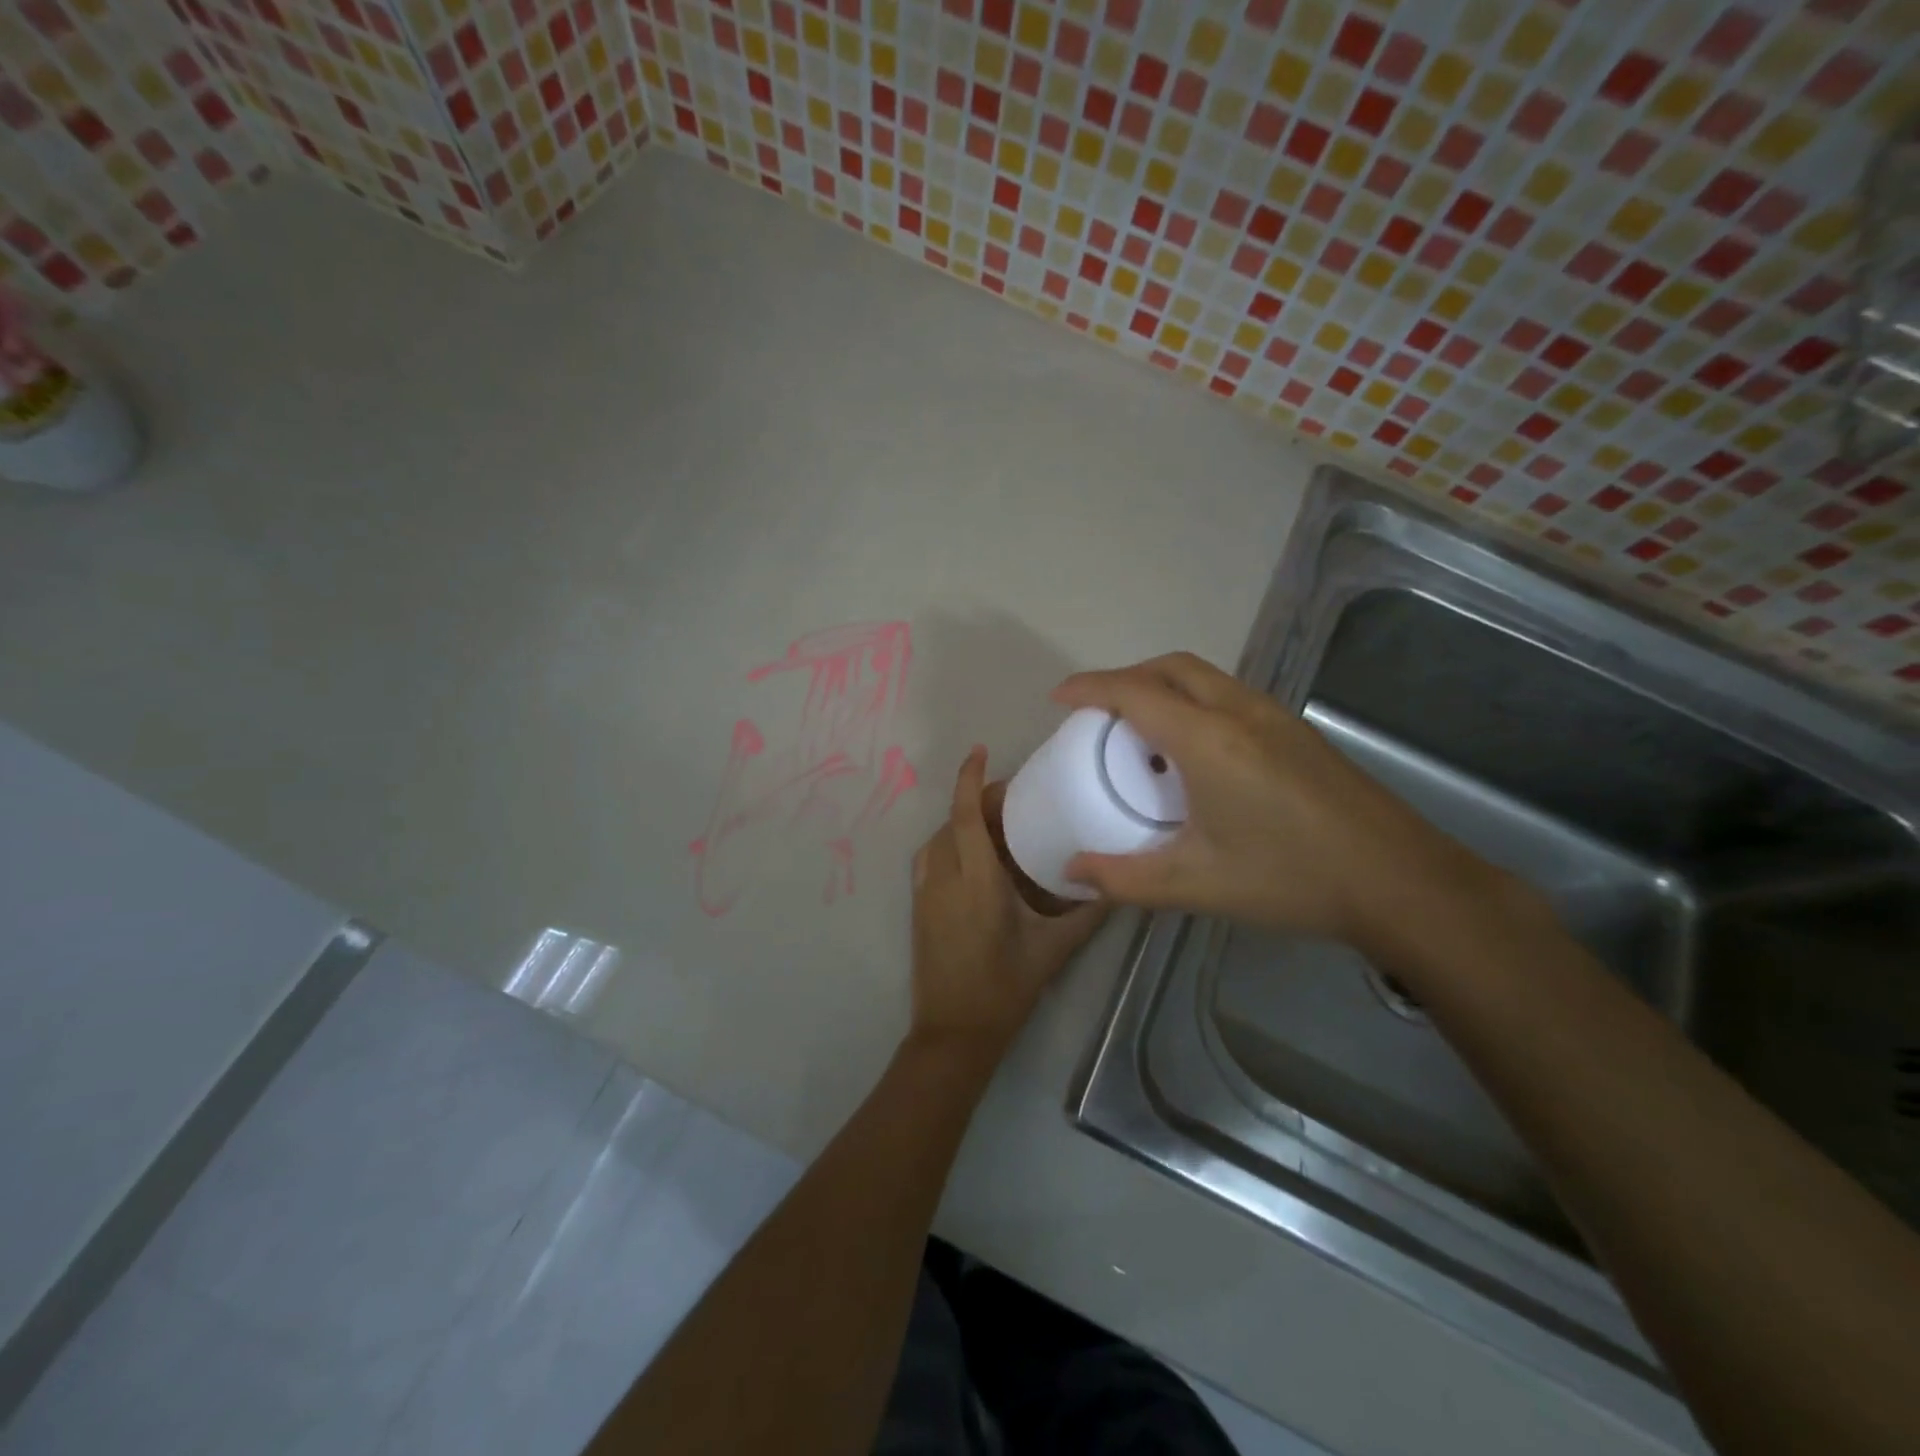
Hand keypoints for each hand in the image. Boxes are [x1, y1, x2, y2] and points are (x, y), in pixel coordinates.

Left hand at [910, 746, 1107, 1063]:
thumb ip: (1087, 915)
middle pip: (951, 822)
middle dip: (974, 800)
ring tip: (994, 825)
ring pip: (937, 840)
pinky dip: (949, 844)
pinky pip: (930, 860)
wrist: (953, 1034)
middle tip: (1011, 799)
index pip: (964, 817)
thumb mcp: (1052, 950)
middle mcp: (944, 879)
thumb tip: (1117, 886)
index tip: (979, 751)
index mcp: (976, 883)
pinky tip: (975, 859)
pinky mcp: (918, 908)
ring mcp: (925, 894)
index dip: (969, 780)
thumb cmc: (1005, 989)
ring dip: (959, 822)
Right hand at [1052, 653, 1504, 955]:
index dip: (1090, 688)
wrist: (1401, 882)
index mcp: (1209, 740)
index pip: (1135, 694)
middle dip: (1126, 677)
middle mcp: (1240, 713)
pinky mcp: (1297, 733)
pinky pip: (1229, 694)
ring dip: (1163, 685)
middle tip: (1097, 711)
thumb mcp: (1197, 884)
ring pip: (1204, 677)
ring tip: (1140, 728)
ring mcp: (1275, 718)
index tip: (1058, 697)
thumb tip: (1071, 872)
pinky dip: (1193, 700)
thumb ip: (1125, 878)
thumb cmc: (1292, 878)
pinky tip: (1195, 751)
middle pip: (1171, 668)